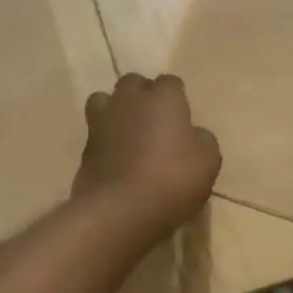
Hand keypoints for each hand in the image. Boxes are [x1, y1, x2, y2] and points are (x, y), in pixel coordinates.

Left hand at [72, 74, 220, 240]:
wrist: (121, 209)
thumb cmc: (172, 180)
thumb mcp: (208, 162)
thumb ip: (202, 140)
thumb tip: (194, 135)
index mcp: (163, 99)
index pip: (170, 82)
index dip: (176, 97)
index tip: (182, 116)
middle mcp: (130, 101)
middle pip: (133, 83)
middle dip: (142, 95)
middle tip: (154, 120)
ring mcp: (102, 122)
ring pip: (104, 100)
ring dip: (115, 110)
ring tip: (126, 131)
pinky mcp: (85, 148)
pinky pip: (95, 133)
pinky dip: (104, 140)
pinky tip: (115, 158)